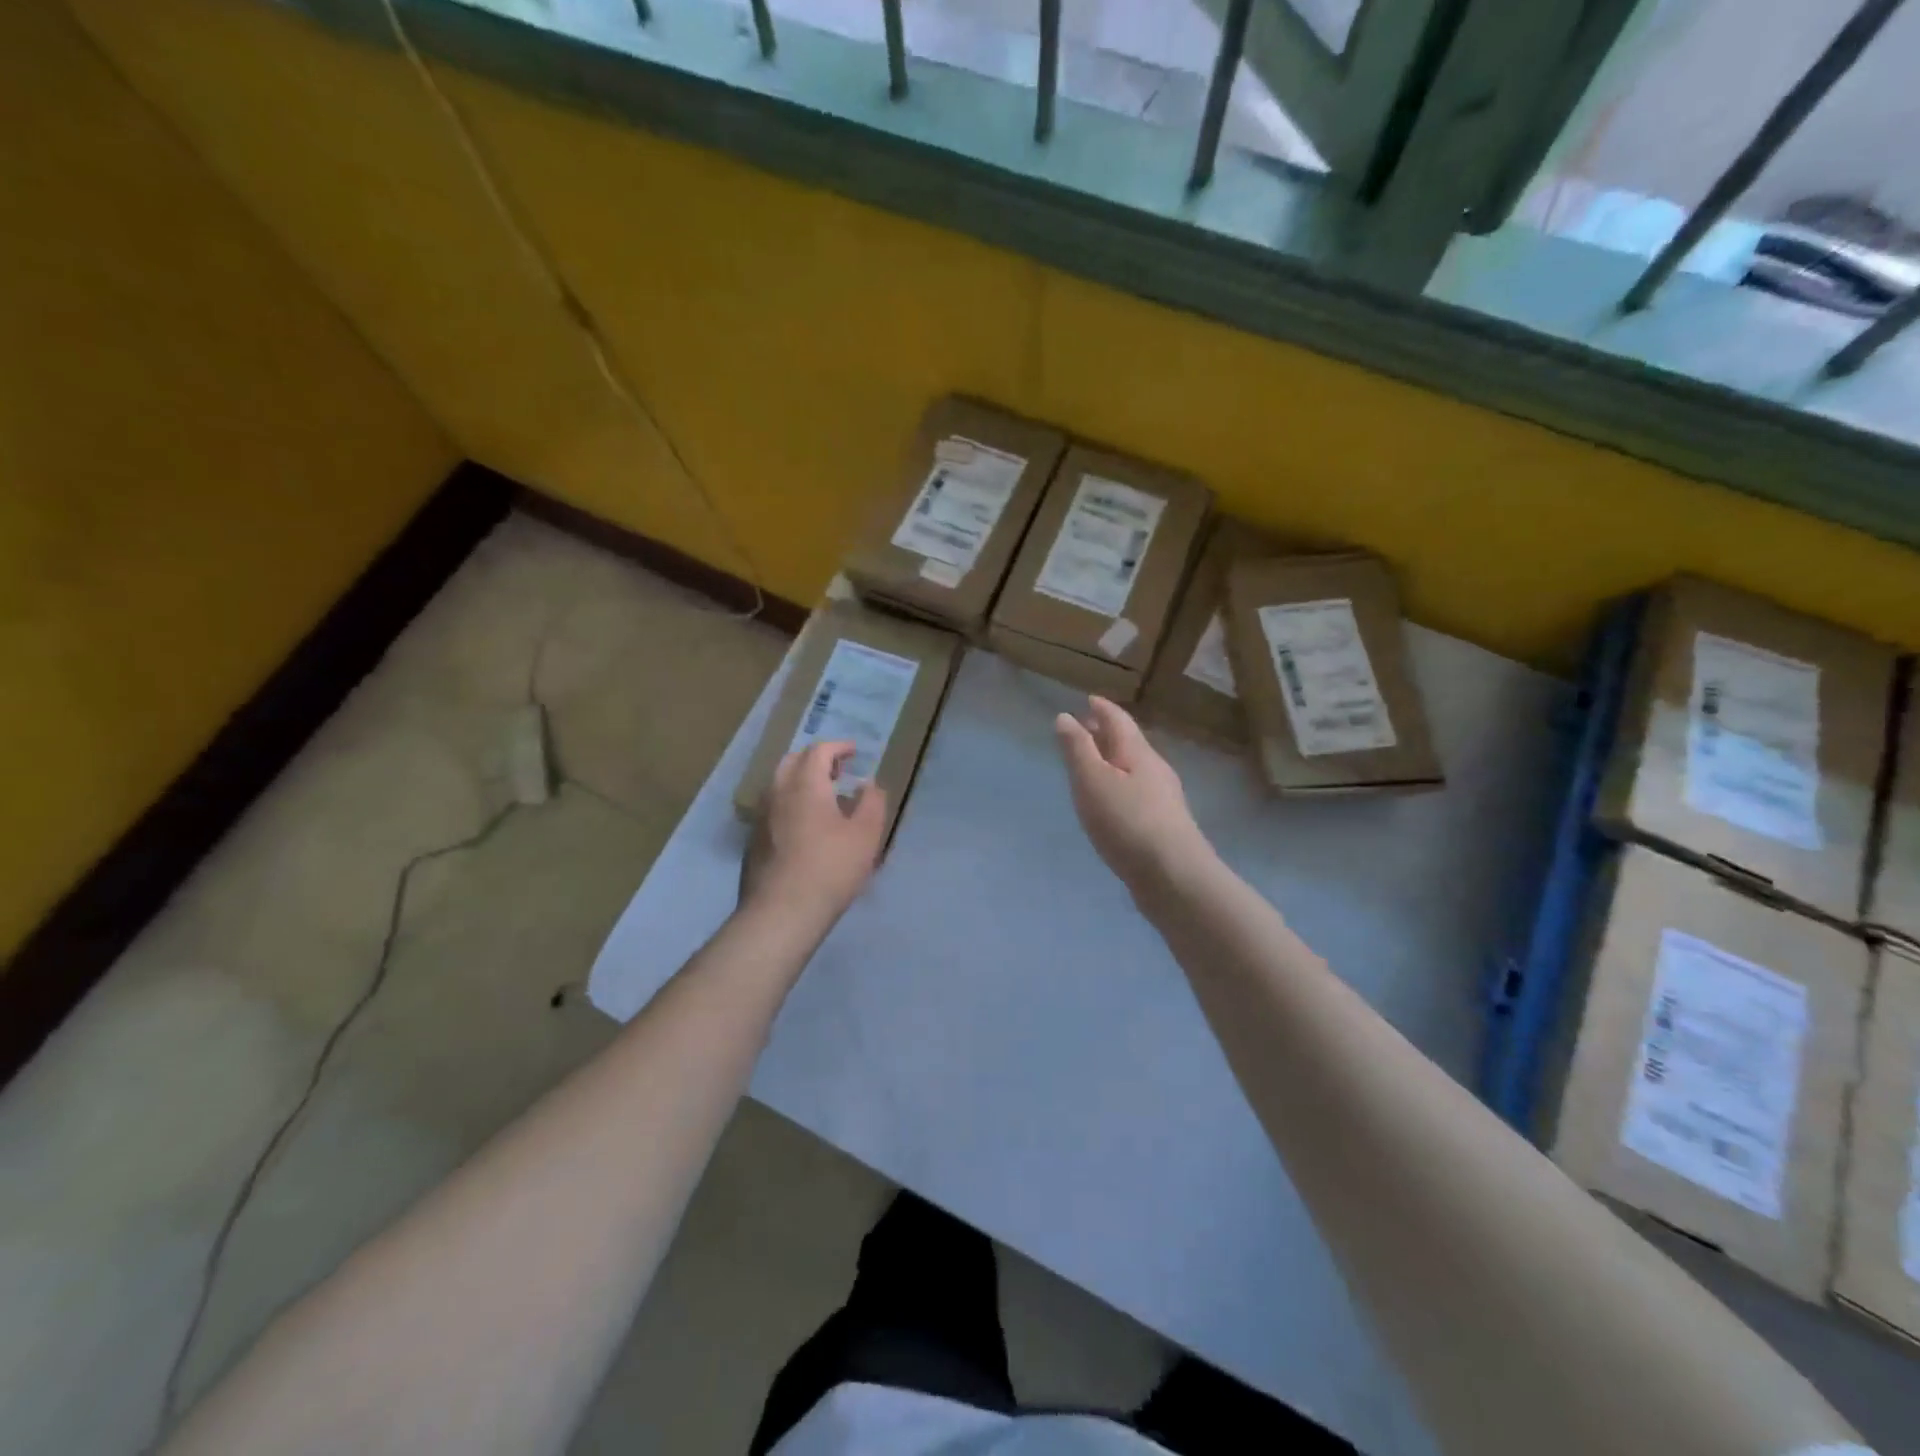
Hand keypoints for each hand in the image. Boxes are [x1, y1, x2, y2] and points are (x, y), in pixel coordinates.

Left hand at [740, 741, 886, 926]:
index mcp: (805, 784)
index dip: (838, 747)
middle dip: (816, 760)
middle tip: (838, 770)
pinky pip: (773, 809)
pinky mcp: (753, 841)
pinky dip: (790, 804)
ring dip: (801, 781)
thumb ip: (872, 802)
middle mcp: (777, 792)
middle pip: (793, 762)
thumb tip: (868, 784)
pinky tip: (804, 827)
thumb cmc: (830, 869)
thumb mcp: (866, 835)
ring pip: (779, 785)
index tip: (854, 752)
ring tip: (823, 797)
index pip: (818, 751)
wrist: (781, 913)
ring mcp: (761, 817)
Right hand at [1055, 698, 1209, 893]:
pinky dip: (1119, 785)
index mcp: (1138, 753)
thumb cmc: (1127, 822)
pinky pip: (1137, 792)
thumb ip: (1077, 749)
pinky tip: (1111, 803)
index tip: (1088, 700)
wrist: (1174, 876)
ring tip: (1092, 765)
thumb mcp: (1093, 781)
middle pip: (1129, 743)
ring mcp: (1163, 799)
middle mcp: (1155, 769)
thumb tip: (1065, 716)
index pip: (1119, 720)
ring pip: (1134, 769)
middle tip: (1085, 729)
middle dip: (1107, 733)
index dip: (1102, 708)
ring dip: (1113, 761)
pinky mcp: (1163, 825)